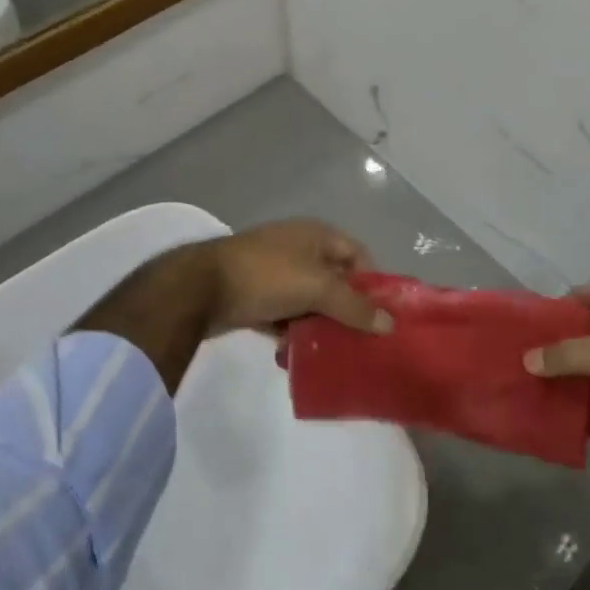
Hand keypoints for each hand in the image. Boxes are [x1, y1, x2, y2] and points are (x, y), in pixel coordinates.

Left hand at [205, 220, 391, 334]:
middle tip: (360, 339)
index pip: (358, 254)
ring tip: (333, 352)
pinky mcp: (254, 295)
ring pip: (308, 300)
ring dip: (319, 323)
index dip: (372, 281)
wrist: (200, 288)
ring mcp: (274, 272)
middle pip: (334, 279)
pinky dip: (292, 331)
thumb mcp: (317, 289)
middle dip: (346, 308)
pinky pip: (284, 314)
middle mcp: (298, 248)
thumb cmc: (267, 276)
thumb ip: (354, 307)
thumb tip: (389, 324)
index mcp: (317, 235)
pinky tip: (298, 354)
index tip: (380, 314)